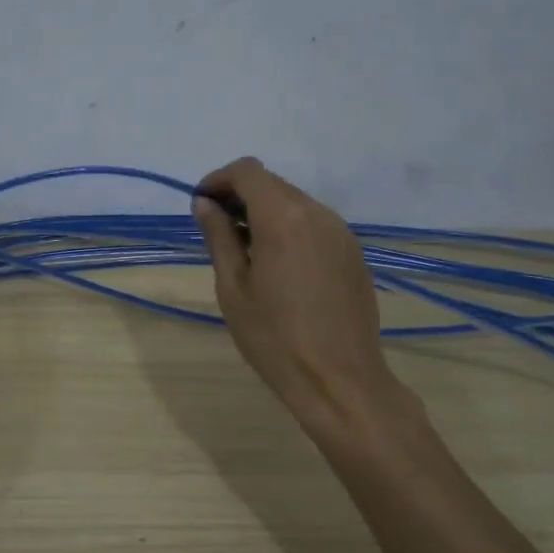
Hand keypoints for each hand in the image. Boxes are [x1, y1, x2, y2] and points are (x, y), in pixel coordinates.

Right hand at [193, 157, 419, 441]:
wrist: (339, 380)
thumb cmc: (274, 338)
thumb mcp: (233, 288)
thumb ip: (219, 238)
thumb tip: (205, 205)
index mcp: (283, 218)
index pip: (248, 172)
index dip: (218, 179)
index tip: (200, 204)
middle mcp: (318, 213)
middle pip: (273, 184)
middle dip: (240, 196)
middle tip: (216, 228)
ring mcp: (342, 233)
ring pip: (295, 203)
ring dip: (265, 213)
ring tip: (245, 250)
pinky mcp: (354, 253)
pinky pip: (315, 225)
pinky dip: (289, 229)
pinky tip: (278, 265)